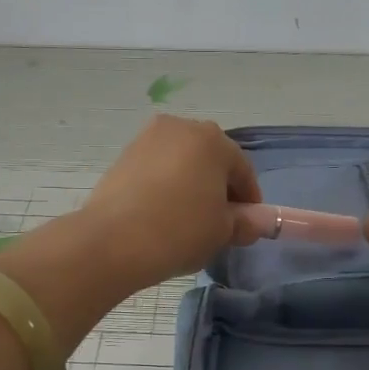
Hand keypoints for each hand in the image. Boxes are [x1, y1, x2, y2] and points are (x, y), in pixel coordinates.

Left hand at [79, 115, 262, 286]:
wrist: (113, 241)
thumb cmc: (180, 230)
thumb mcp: (222, 232)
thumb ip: (245, 223)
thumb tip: (255, 222)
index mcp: (213, 139)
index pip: (242, 169)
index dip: (250, 200)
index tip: (247, 224)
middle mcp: (180, 128)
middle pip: (210, 159)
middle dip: (219, 187)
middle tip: (219, 221)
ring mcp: (147, 139)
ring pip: (181, 162)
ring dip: (190, 184)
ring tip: (188, 219)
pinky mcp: (123, 156)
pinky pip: (156, 169)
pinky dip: (165, 186)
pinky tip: (162, 214)